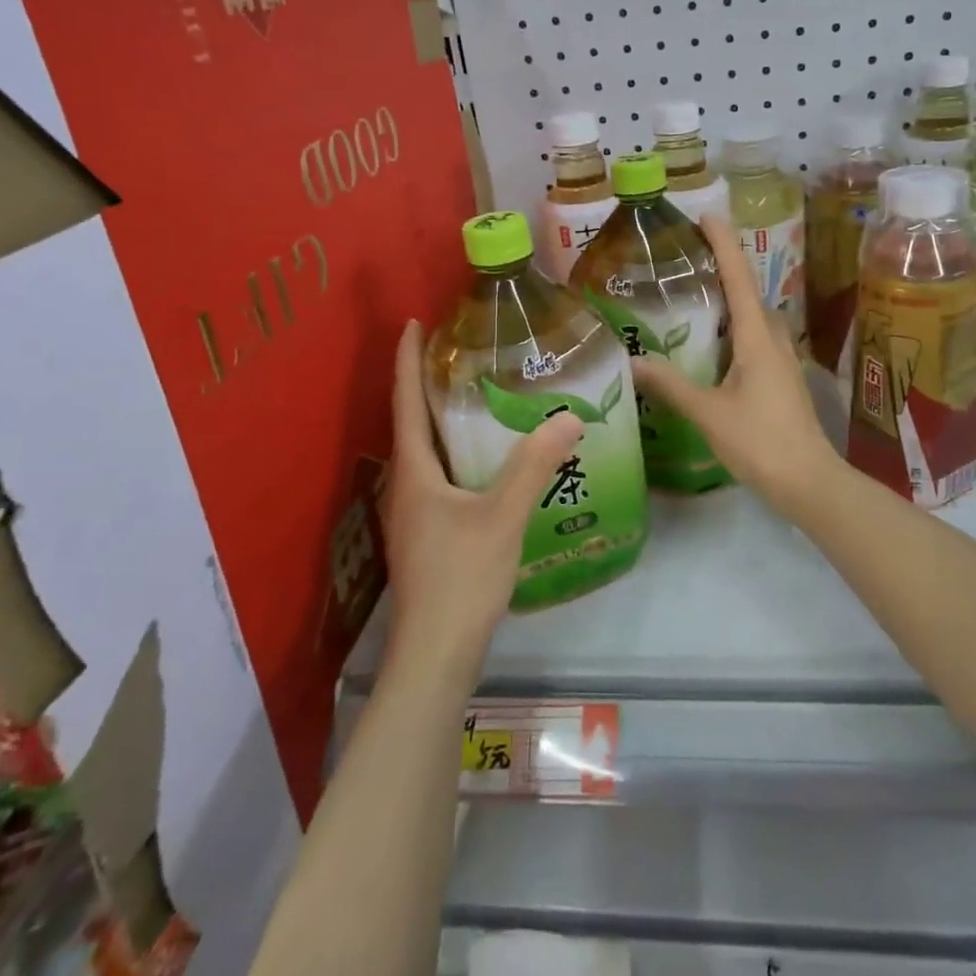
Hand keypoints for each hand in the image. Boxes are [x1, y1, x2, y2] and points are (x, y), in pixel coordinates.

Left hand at [380, 320, 584, 688]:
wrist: (437, 652)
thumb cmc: (461, 577)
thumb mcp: (503, 516)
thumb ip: (534, 466)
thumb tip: (569, 418)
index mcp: (414, 472)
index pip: (405, 401)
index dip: (408, 360)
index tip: (413, 322)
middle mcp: (405, 486)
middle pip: (413, 424)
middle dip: (429, 385)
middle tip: (462, 354)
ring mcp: (414, 514)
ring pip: (427, 454)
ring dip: (444, 421)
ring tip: (479, 398)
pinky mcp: (428, 534)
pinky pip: (440, 477)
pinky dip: (458, 454)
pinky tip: (489, 461)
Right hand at [630, 215, 839, 512]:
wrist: (808, 482)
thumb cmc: (760, 442)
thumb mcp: (708, 412)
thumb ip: (671, 385)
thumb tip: (632, 362)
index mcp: (757, 338)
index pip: (739, 278)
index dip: (724, 244)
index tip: (707, 215)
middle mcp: (773, 340)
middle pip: (748, 293)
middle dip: (724, 268)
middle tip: (688, 257)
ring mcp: (781, 361)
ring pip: (753, 318)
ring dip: (729, 300)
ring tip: (695, 295)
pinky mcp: (781, 381)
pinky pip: (754, 340)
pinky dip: (732, 329)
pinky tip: (711, 345)